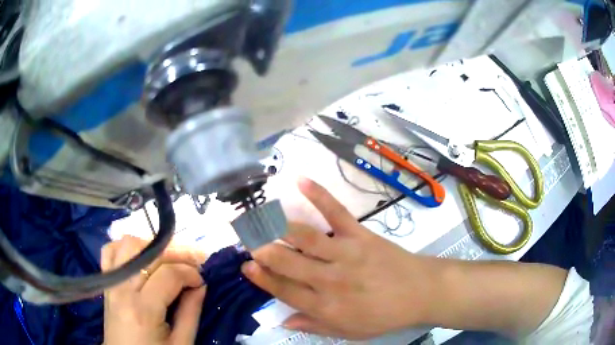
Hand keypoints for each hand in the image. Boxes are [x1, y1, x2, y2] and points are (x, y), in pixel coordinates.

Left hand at [102, 236, 206, 344]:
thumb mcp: (181, 343)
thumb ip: (191, 313)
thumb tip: (201, 285)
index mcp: (142, 310)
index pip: (168, 274)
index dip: (190, 272)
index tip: (202, 280)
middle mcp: (122, 289)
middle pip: (149, 253)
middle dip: (177, 253)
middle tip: (195, 261)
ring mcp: (111, 282)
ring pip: (129, 244)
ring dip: (153, 246)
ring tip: (169, 258)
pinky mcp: (106, 282)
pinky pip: (110, 251)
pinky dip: (127, 247)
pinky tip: (141, 255)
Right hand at [242, 178, 439, 339]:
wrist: (420, 292)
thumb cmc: (384, 315)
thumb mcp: (349, 332)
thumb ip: (314, 327)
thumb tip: (282, 320)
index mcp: (325, 306)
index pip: (283, 290)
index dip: (261, 278)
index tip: (245, 266)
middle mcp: (329, 280)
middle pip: (286, 262)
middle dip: (261, 250)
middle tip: (245, 239)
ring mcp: (345, 254)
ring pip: (303, 237)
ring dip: (276, 226)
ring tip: (258, 218)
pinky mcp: (360, 235)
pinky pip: (336, 212)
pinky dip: (318, 195)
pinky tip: (300, 181)